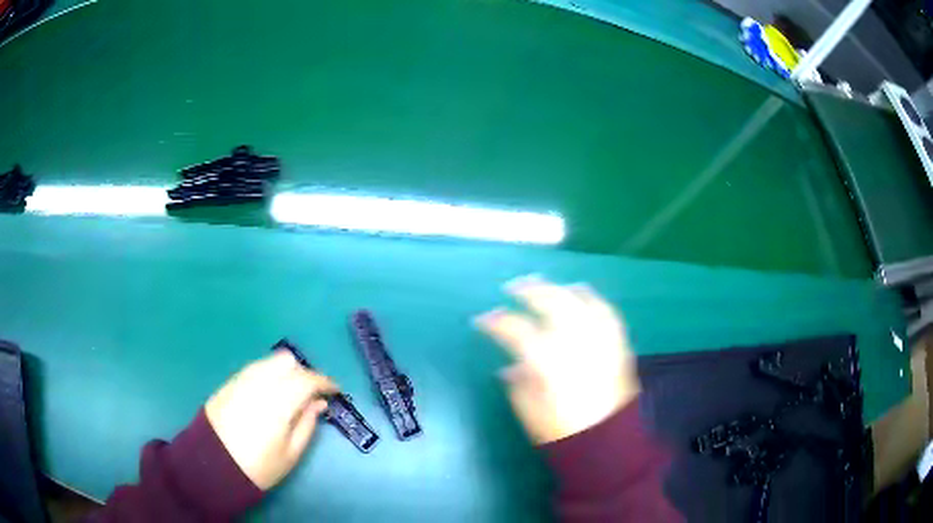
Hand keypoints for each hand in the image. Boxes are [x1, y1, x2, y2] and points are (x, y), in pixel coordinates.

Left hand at [205, 351, 337, 489]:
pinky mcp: (230, 382)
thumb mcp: (290, 453)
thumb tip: (320, 404)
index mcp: (278, 401)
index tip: (335, 391)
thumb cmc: (258, 466)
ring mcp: (242, 379)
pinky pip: (256, 368)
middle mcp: (260, 382)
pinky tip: (271, 394)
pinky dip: (269, 374)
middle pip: (288, 362)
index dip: (325, 382)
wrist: (213, 464)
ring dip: (286, 372)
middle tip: (312, 394)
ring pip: (271, 361)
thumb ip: (307, 424)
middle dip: (305, 374)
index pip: (308, 380)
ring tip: (291, 394)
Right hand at [476, 276, 640, 443]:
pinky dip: (592, 299)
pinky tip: (581, 293)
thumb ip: (517, 382)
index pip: (517, 330)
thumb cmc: (561, 431)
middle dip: (529, 291)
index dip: (497, 322)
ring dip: (560, 289)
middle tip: (513, 288)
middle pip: (552, 303)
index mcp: (548, 361)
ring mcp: (600, 341)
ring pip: (580, 302)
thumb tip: (510, 365)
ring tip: (546, 285)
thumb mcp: (528, 410)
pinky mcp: (618, 345)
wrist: (605, 442)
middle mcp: (575, 343)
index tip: (483, 320)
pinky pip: (606, 312)